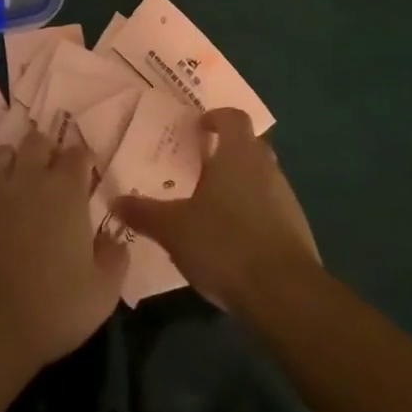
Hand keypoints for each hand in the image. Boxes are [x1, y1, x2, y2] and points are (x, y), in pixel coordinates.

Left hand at [0, 128, 127, 371]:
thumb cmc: (52, 307)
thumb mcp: (102, 292)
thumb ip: (115, 258)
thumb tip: (114, 239)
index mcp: (66, 190)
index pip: (78, 153)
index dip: (84, 160)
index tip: (87, 176)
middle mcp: (30, 178)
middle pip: (38, 141)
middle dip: (48, 151)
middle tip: (54, 176)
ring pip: (4, 153)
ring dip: (16, 161)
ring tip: (22, 184)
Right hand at [115, 108, 318, 312]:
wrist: (285, 293)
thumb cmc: (225, 244)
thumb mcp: (174, 229)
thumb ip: (145, 213)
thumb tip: (115, 200)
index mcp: (238, 153)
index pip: (233, 118)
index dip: (216, 118)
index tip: (198, 129)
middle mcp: (266, 167)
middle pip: (248, 146)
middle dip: (226, 153)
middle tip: (198, 168)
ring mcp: (285, 198)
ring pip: (260, 178)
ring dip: (240, 185)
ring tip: (211, 208)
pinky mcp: (296, 229)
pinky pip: (270, 209)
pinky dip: (252, 214)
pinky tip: (232, 240)